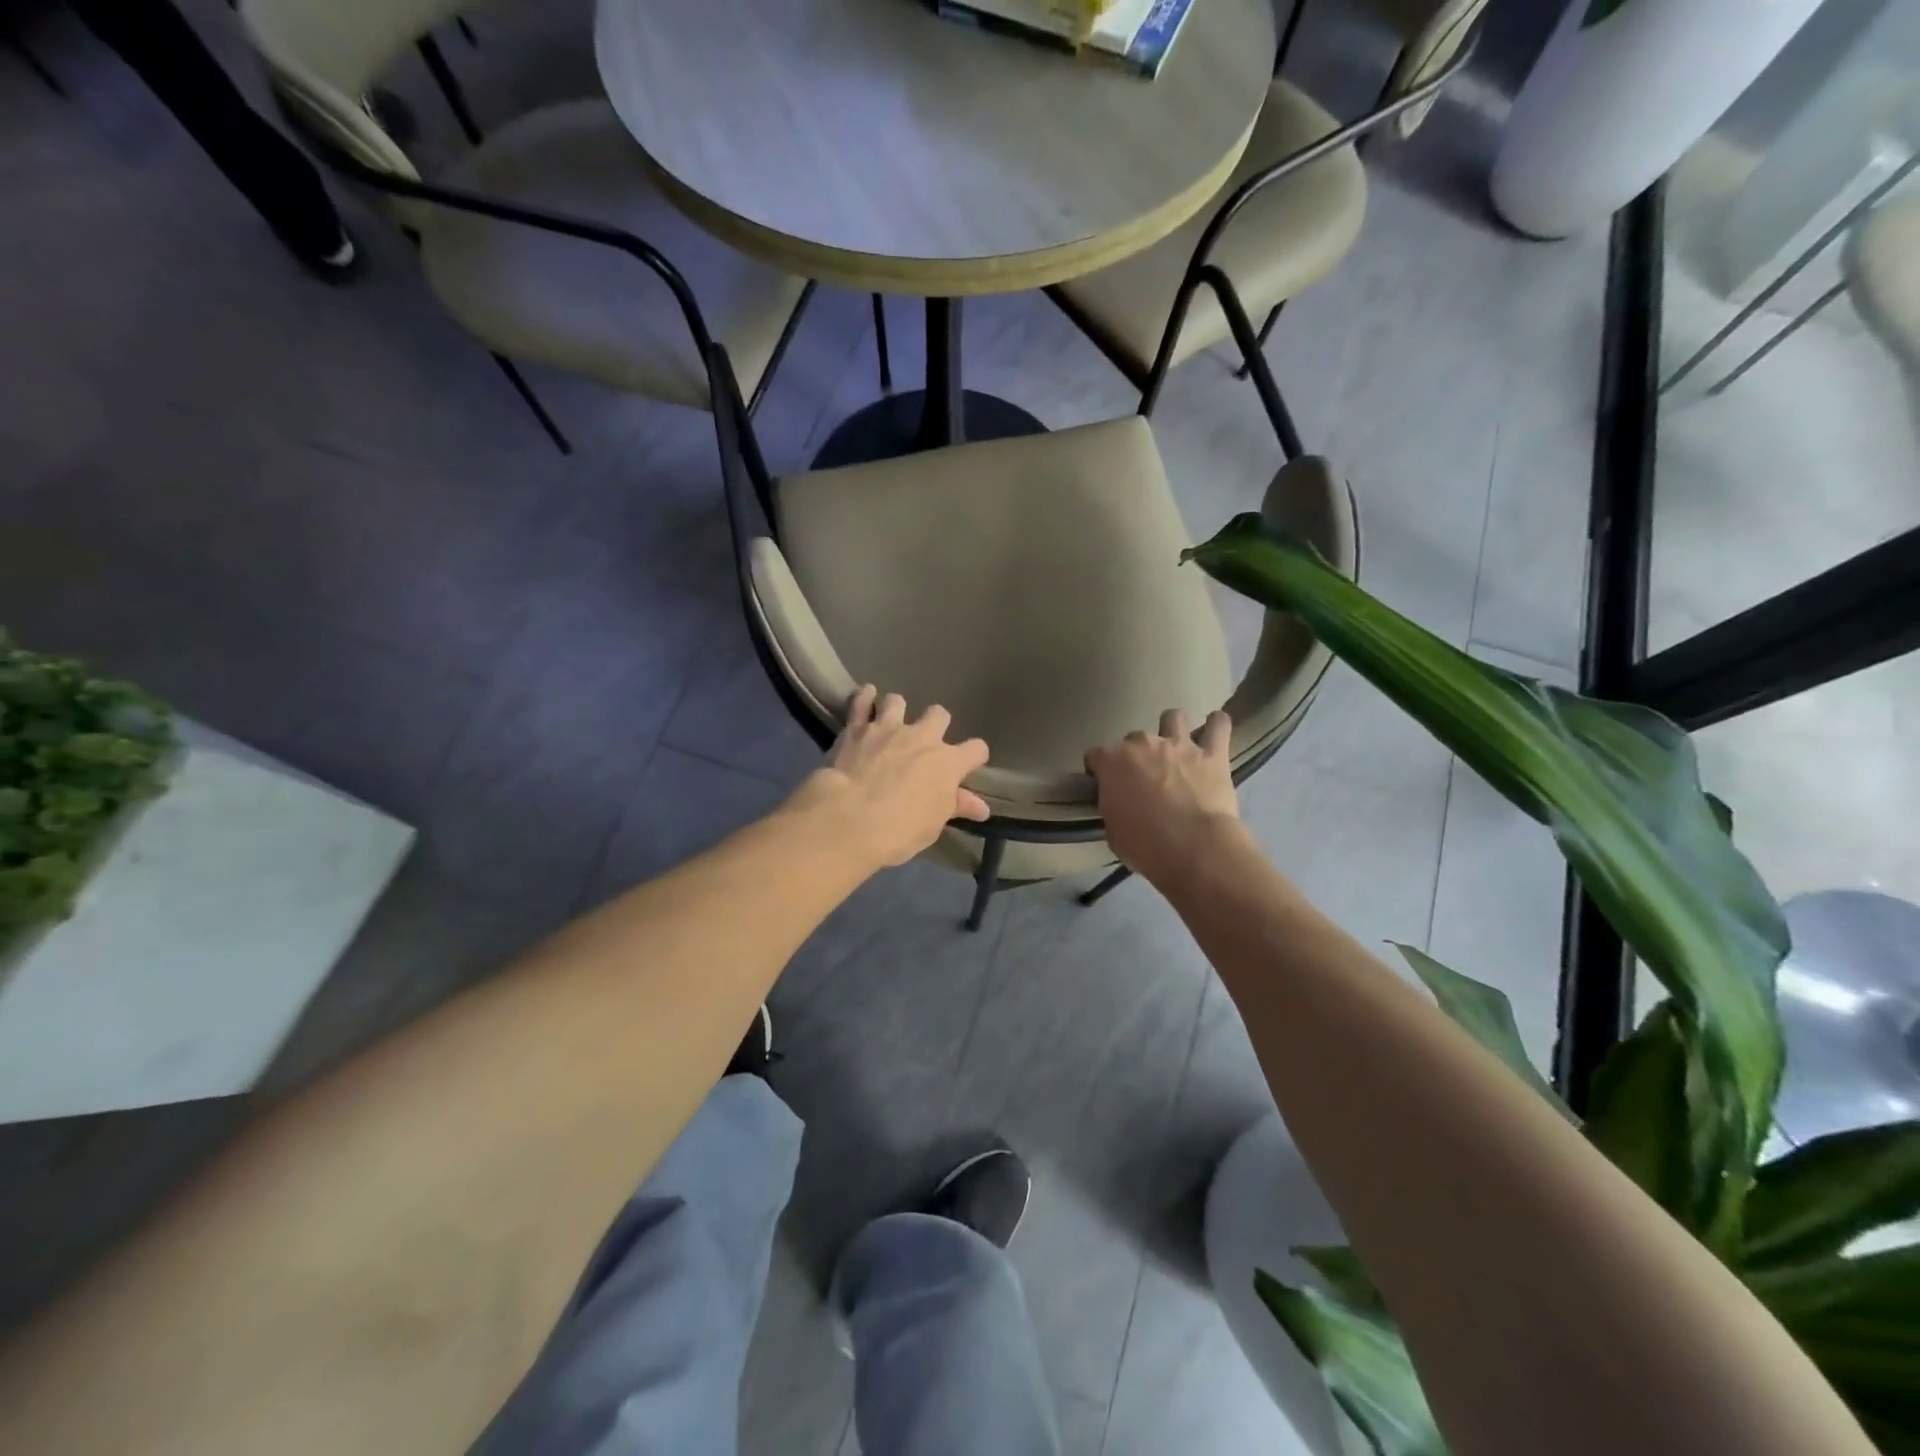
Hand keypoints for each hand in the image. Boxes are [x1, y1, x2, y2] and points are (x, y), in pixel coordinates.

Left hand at [788, 686, 989, 868]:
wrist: (850, 818)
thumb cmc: (900, 829)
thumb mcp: (934, 824)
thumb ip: (957, 806)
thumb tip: (982, 807)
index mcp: (947, 762)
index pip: (976, 749)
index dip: (974, 756)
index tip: (969, 765)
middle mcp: (922, 737)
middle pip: (939, 714)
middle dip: (936, 724)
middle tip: (925, 742)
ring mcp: (888, 728)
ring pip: (898, 701)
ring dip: (897, 710)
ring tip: (891, 722)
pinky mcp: (857, 728)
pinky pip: (861, 702)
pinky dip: (864, 698)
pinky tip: (866, 696)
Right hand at [1085, 708, 1241, 888]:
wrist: (1193, 848)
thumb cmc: (1144, 845)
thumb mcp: (1113, 830)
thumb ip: (1113, 806)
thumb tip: (1120, 802)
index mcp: (1112, 761)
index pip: (1096, 756)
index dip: (1099, 771)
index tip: (1105, 786)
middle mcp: (1143, 744)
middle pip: (1133, 738)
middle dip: (1137, 756)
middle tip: (1144, 779)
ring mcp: (1179, 745)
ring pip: (1173, 717)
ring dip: (1172, 729)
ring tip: (1176, 749)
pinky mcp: (1213, 755)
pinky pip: (1219, 726)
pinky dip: (1216, 725)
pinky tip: (1215, 730)